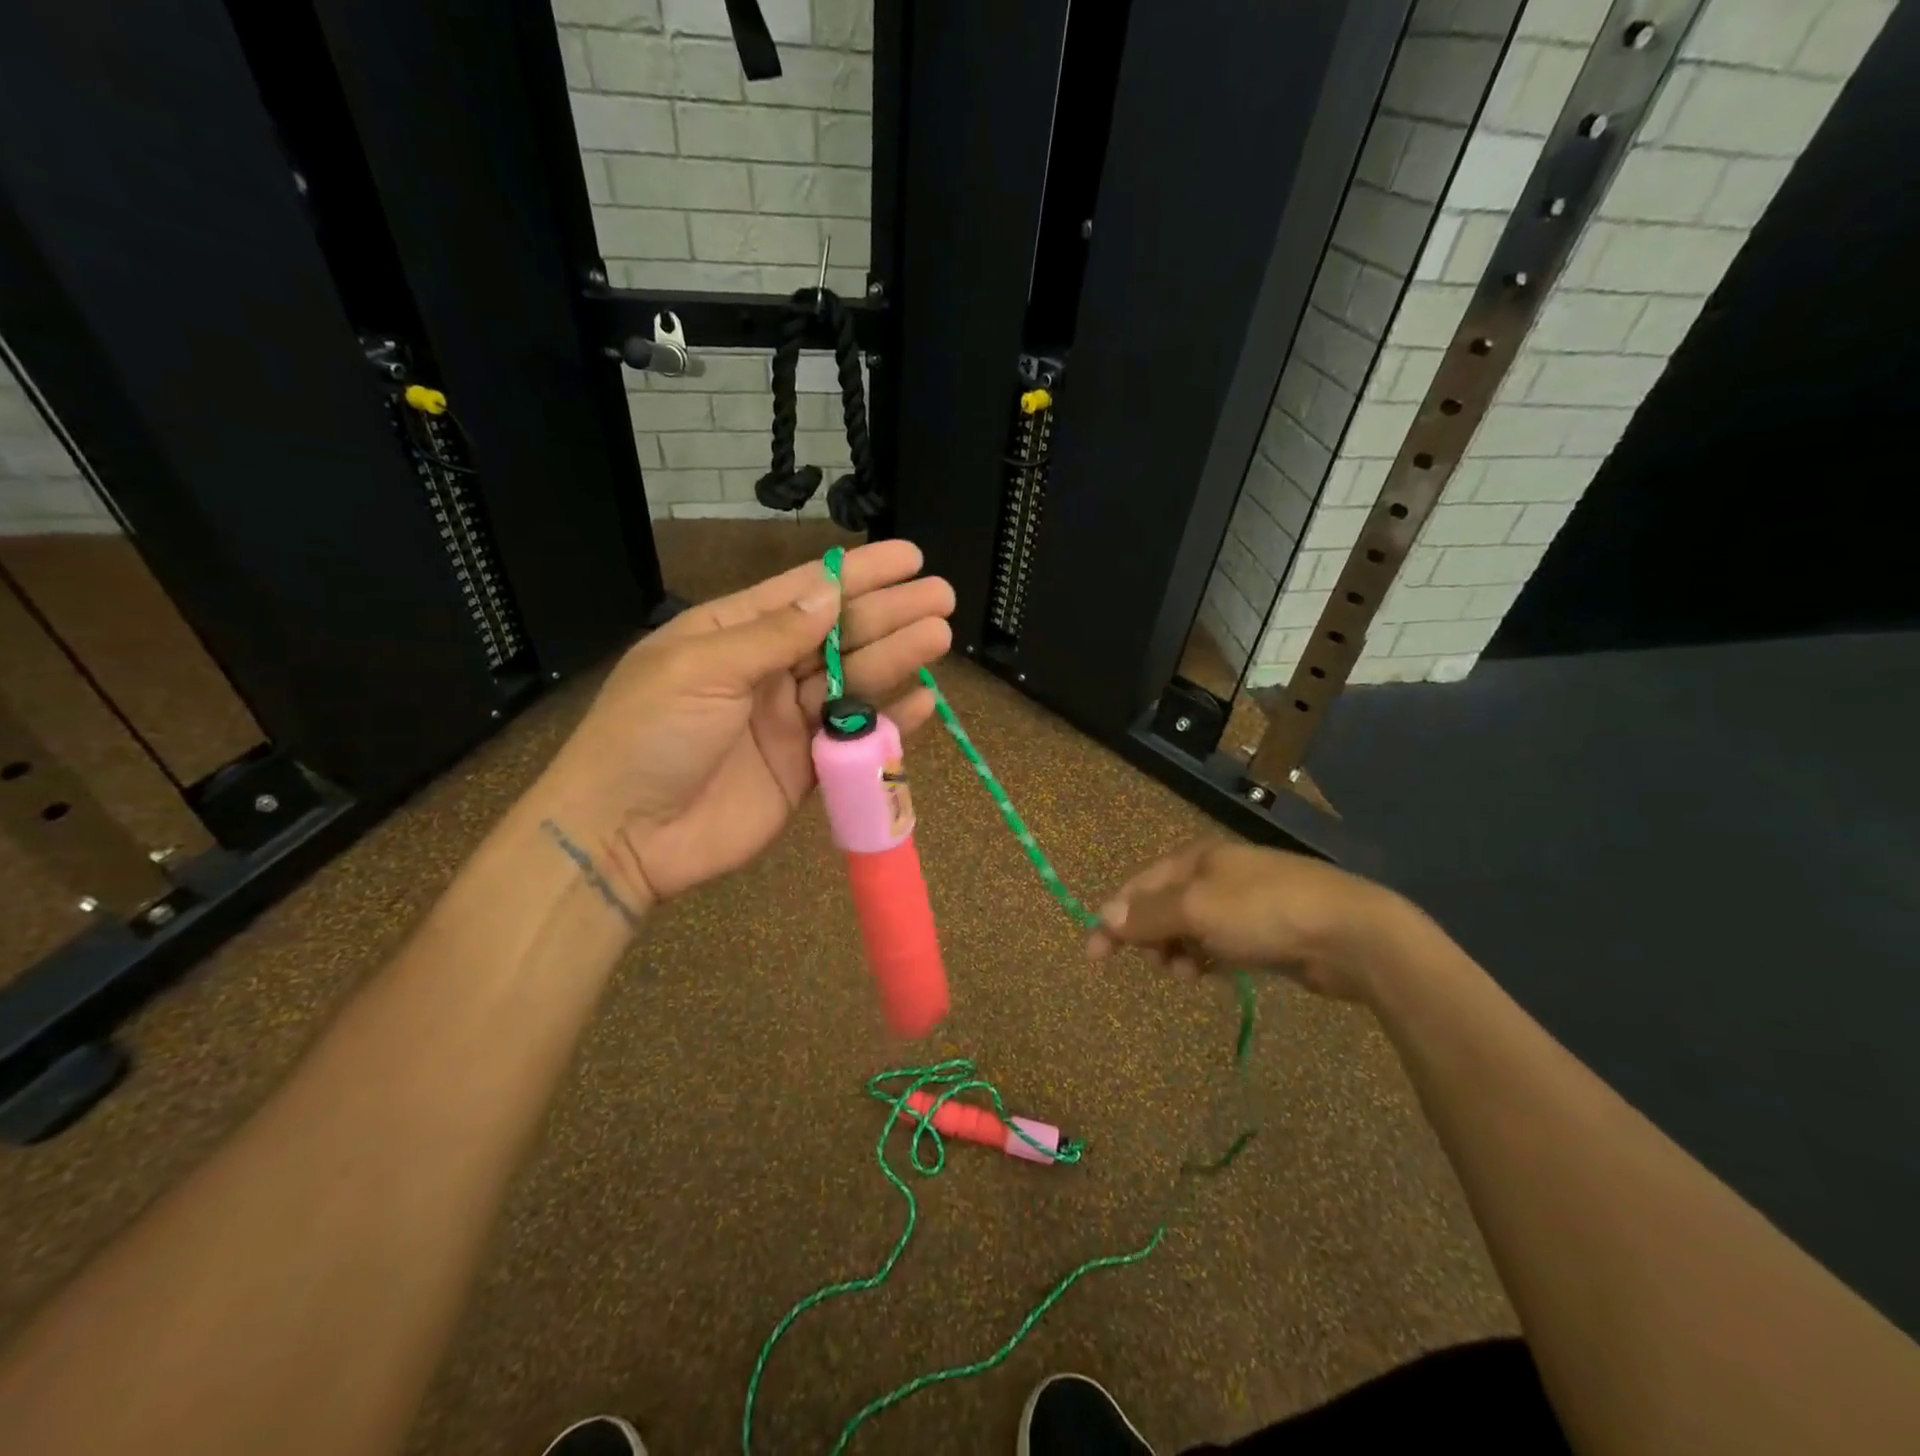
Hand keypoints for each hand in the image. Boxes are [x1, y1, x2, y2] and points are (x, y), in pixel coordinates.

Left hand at [529, 540, 953, 908]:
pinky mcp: (805, 769)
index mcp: (732, 634)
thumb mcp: (701, 669)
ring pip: (853, 682)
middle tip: (942, 596)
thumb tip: (830, 591)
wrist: (623, 837)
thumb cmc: (649, 736)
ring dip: (896, 659)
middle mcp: (766, 671)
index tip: (909, 558)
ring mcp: (788, 722)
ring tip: (939, 636)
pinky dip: (889, 722)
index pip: (806, 593)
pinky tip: (923, 700)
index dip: (860, 574)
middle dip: (890, 613)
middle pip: (839, 635)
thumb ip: (771, 634)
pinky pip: (854, 738)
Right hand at [1085, 840, 1421, 1002]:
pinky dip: (1208, 958)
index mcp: (1195, 858)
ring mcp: (1243, 902)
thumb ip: (1147, 915)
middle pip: (1162, 907)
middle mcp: (1215, 874)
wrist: (1349, 933)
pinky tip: (1212, 973)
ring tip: (1188, 973)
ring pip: (1190, 930)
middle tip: (1156, 964)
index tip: (1094, 954)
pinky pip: (1218, 944)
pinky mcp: (1265, 931)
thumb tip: (1104, 918)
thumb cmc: (1263, 912)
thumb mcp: (1196, 909)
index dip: (1113, 917)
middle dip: (1151, 937)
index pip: (1138, 886)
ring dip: (1179, 953)